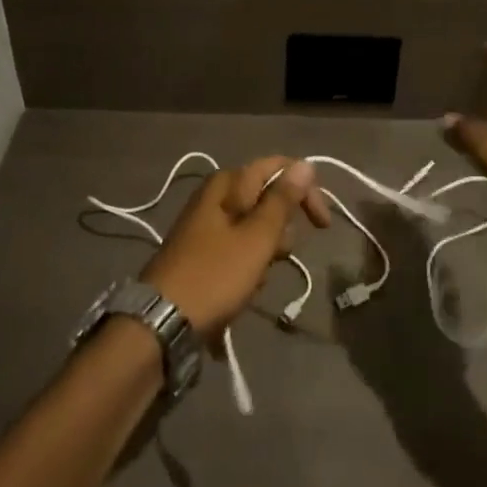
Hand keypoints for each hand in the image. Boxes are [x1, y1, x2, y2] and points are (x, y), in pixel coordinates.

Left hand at [142, 157, 328, 336]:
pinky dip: (249, 266)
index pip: (277, 167)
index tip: (322, 224)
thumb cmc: (215, 275)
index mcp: (227, 183)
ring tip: (256, 277)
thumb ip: (282, 200)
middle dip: (282, 228)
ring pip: (255, 227)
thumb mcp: (257, 238)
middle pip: (266, 198)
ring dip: (266, 252)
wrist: (163, 322)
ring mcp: (207, 224)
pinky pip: (239, 249)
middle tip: (279, 254)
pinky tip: (245, 289)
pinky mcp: (203, 251)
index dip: (305, 190)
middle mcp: (216, 195)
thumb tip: (305, 164)